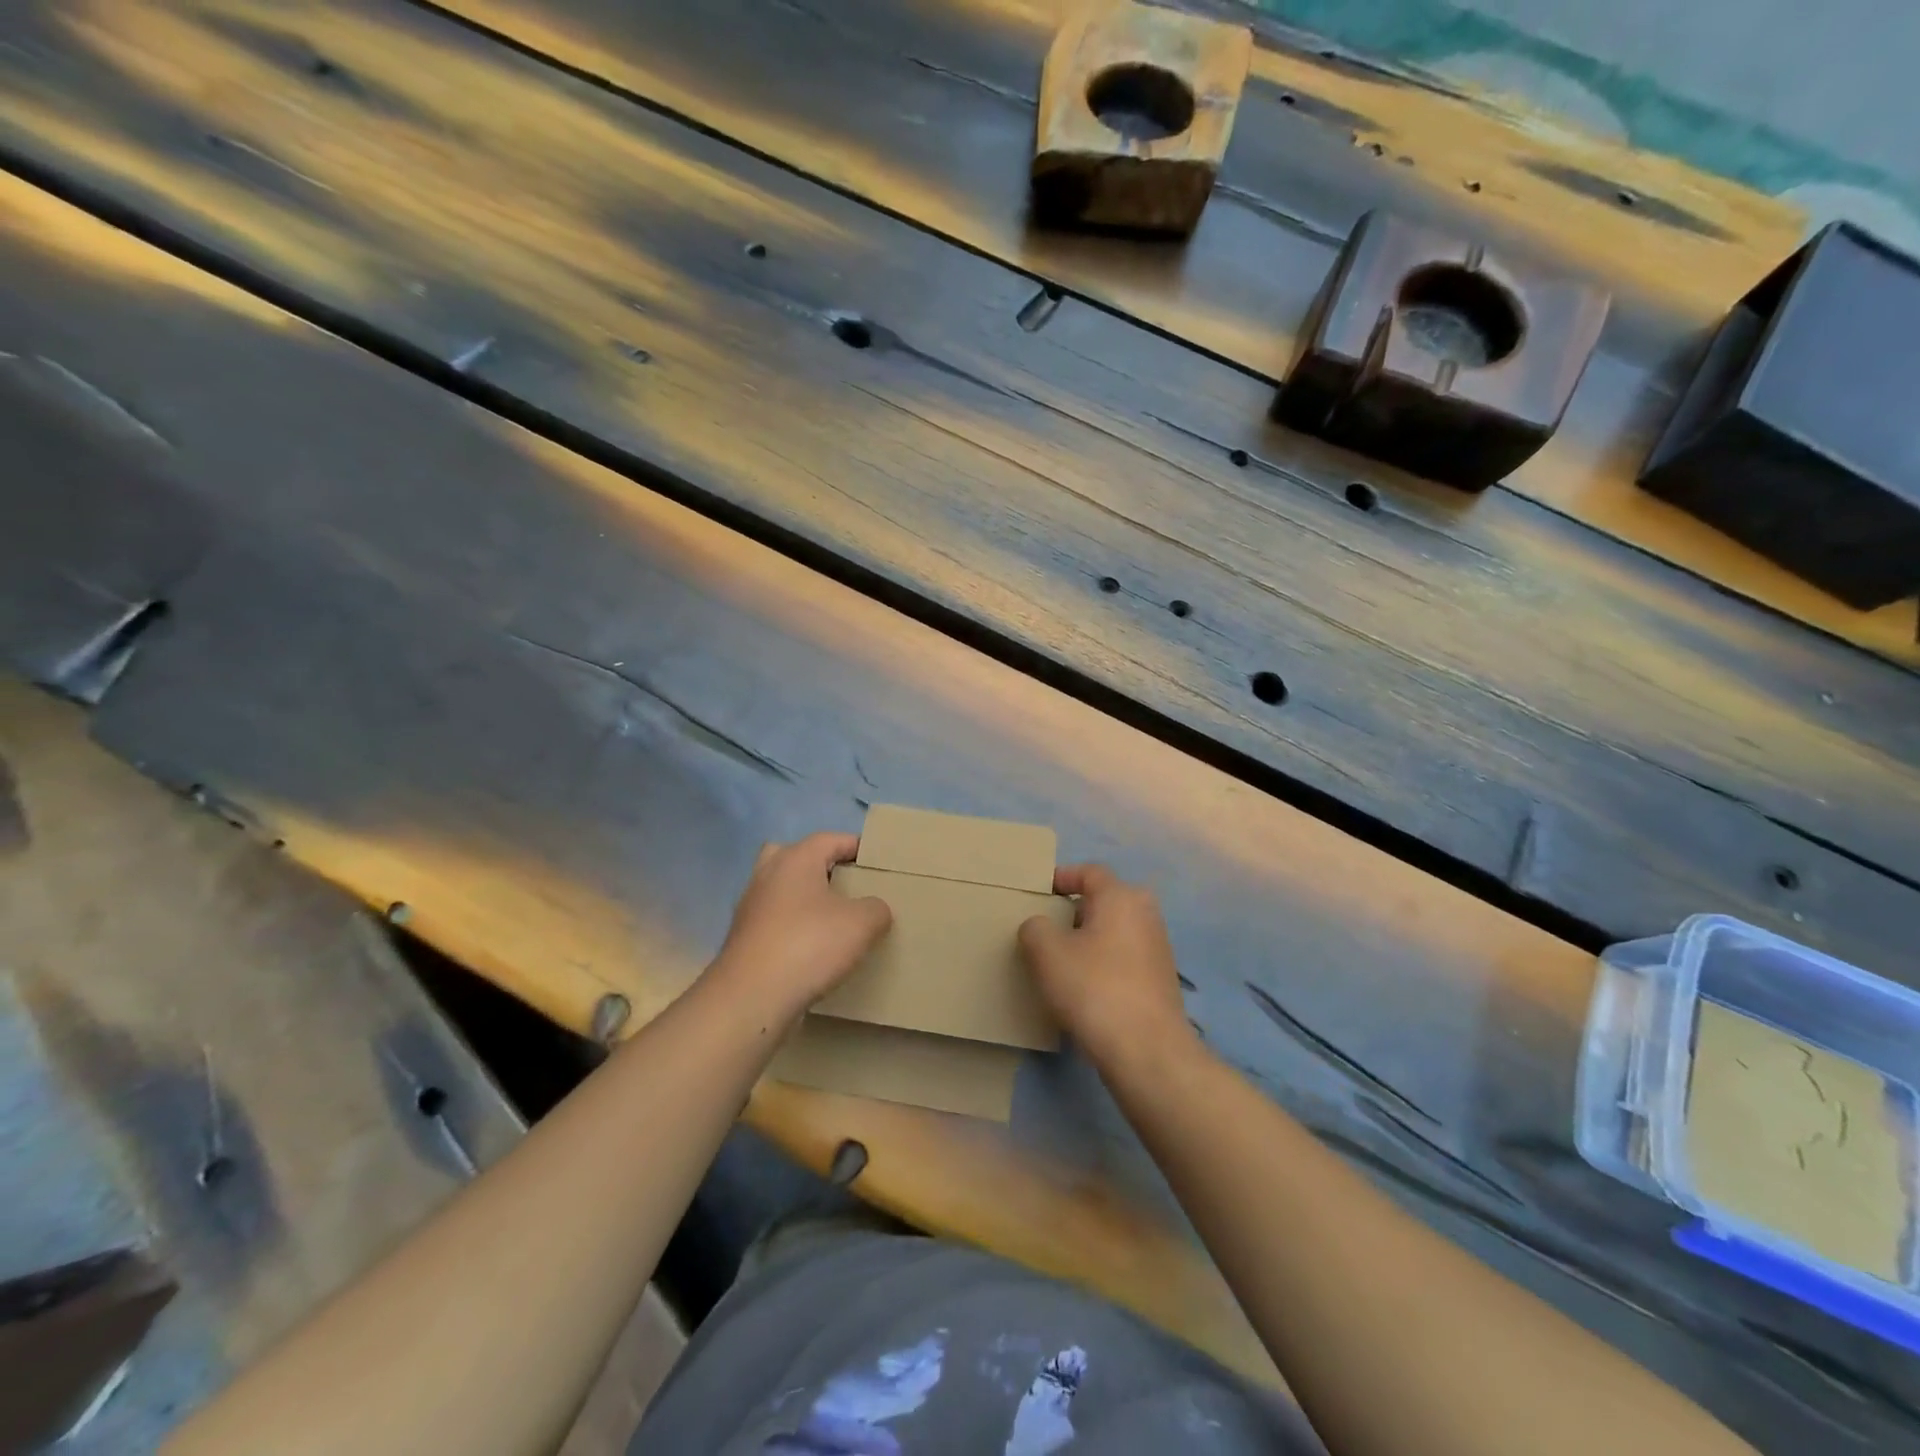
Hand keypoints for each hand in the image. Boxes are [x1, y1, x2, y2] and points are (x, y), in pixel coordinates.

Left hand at [708, 832, 891, 1021]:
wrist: (751, 998)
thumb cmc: (809, 945)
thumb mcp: (861, 924)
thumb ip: (876, 908)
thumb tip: (874, 909)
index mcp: (795, 859)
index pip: (830, 839)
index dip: (856, 847)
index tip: (877, 863)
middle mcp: (768, 875)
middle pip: (795, 856)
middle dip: (819, 867)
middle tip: (845, 885)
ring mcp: (751, 907)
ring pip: (781, 890)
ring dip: (804, 900)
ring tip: (833, 920)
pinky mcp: (744, 939)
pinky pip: (774, 921)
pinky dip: (792, 928)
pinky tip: (813, 950)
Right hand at [1018, 865, 1193, 1067]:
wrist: (1147, 1051)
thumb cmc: (1094, 988)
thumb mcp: (1047, 953)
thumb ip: (1034, 928)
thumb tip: (1039, 927)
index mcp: (1121, 896)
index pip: (1088, 872)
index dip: (1061, 878)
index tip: (1039, 894)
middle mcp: (1146, 914)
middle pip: (1103, 901)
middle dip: (1074, 912)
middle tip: (1046, 930)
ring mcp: (1158, 948)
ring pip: (1114, 931)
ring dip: (1089, 940)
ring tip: (1060, 962)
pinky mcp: (1160, 980)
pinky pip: (1124, 958)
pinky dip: (1103, 963)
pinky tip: (1085, 988)